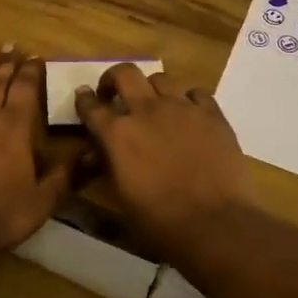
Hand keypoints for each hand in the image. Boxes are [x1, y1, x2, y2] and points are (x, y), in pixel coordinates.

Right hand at [74, 64, 249, 255]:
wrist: (213, 223)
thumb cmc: (158, 220)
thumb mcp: (120, 195)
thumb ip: (107, 164)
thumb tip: (96, 152)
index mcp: (117, 133)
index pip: (91, 106)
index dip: (84, 99)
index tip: (84, 96)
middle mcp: (146, 110)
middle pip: (125, 73)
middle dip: (114, 79)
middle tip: (115, 93)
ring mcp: (182, 108)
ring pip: (161, 78)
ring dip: (152, 89)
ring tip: (155, 104)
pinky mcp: (212, 114)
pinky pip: (196, 93)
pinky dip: (188, 100)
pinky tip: (189, 115)